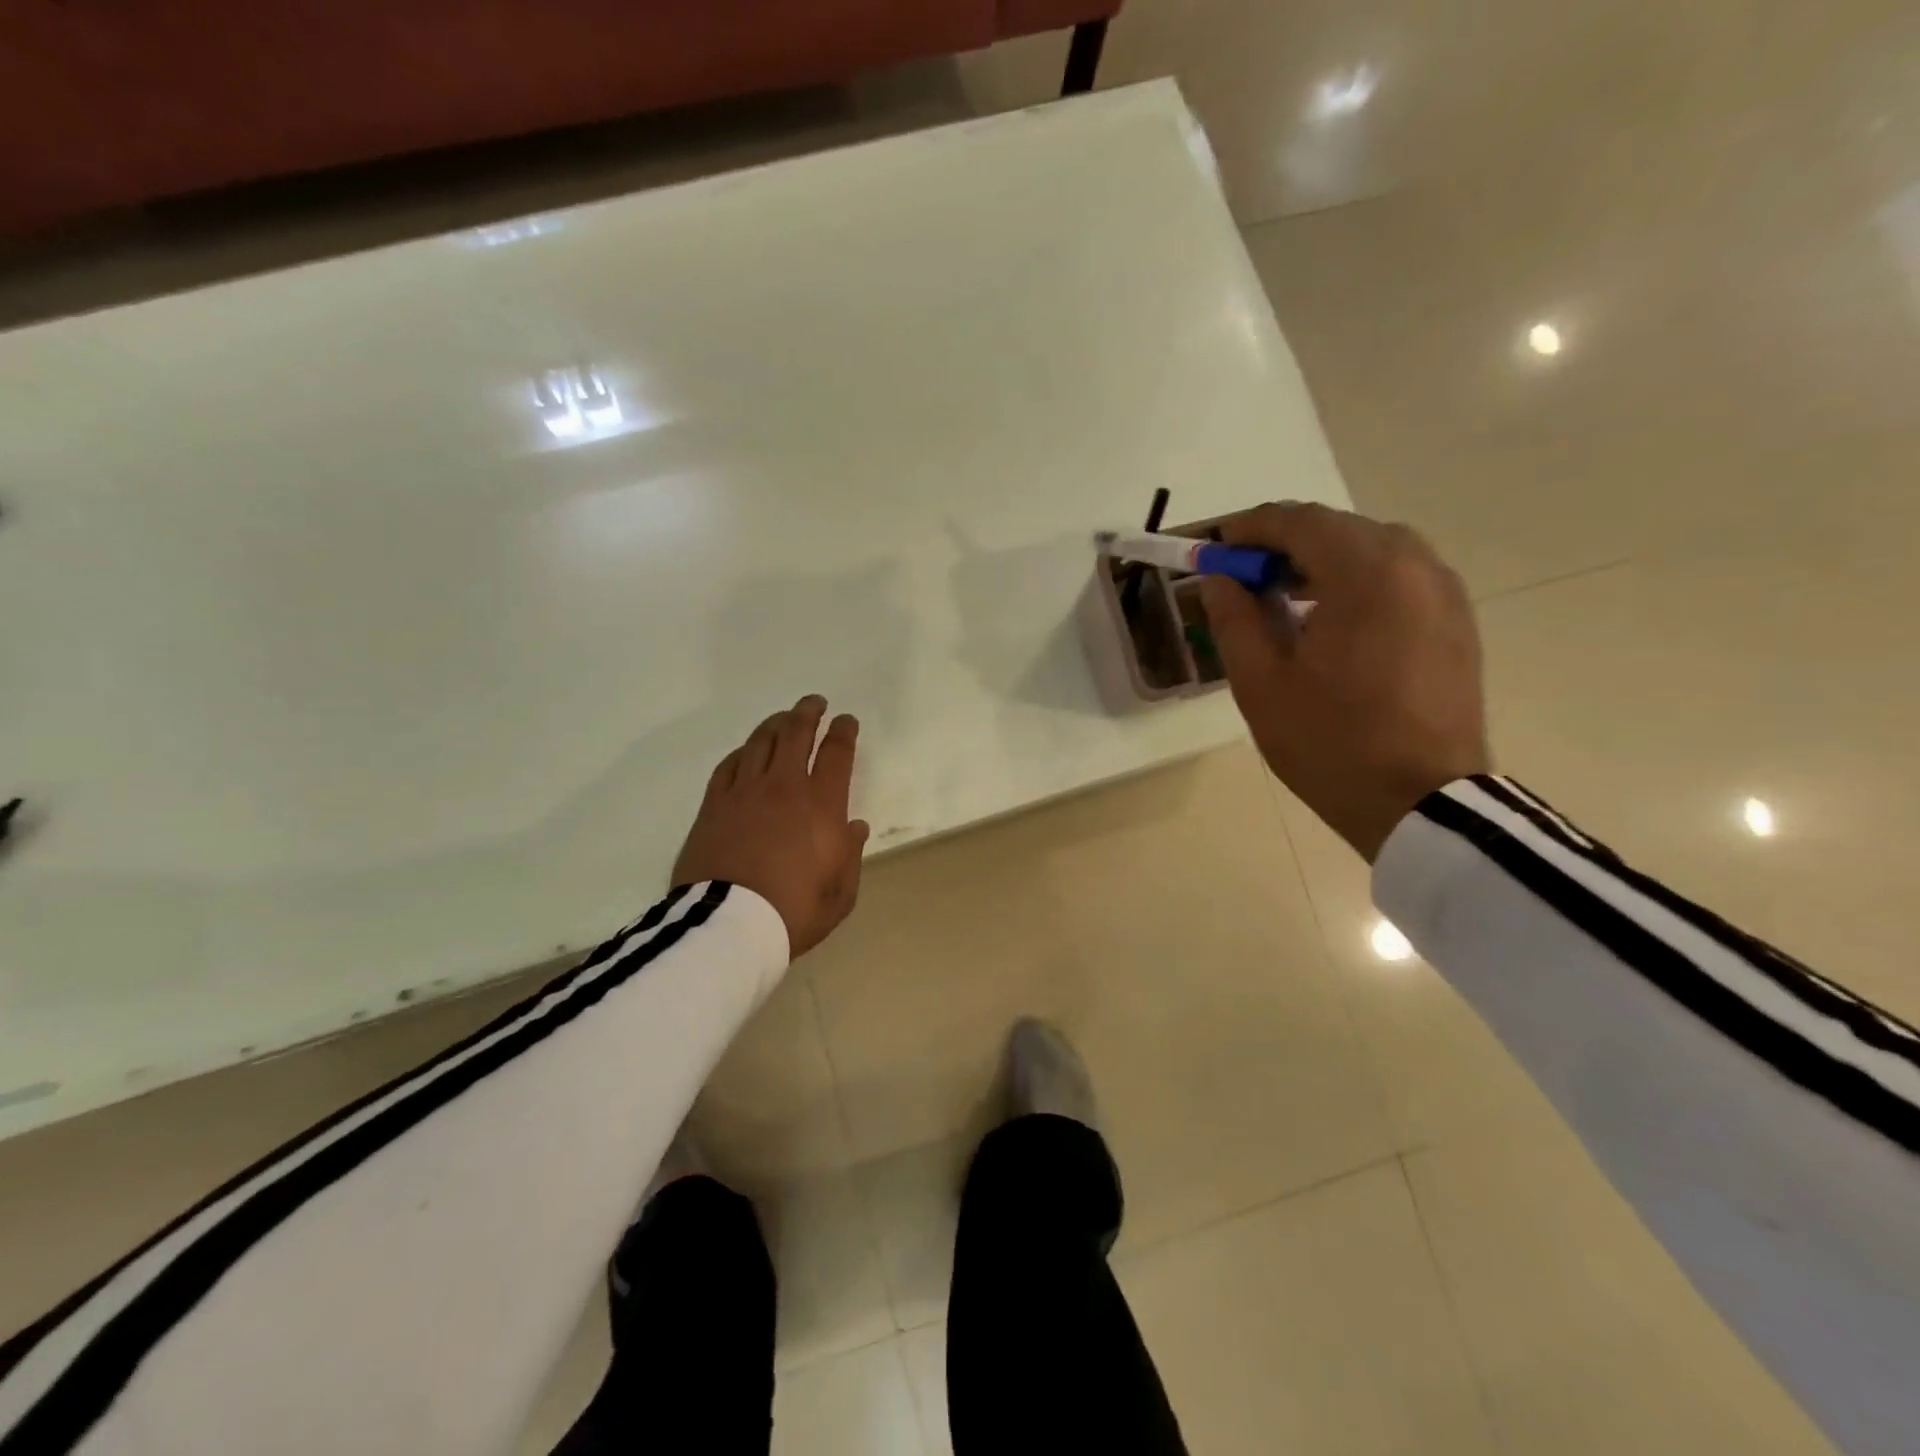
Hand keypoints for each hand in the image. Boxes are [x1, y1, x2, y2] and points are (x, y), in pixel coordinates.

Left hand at [672, 696, 870, 957]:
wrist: (729, 926)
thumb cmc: (793, 911)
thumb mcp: (840, 893)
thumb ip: (850, 856)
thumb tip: (854, 827)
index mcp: (821, 805)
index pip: (836, 754)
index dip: (843, 732)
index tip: (846, 721)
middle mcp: (784, 787)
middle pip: (796, 734)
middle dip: (808, 713)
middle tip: (814, 703)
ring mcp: (744, 793)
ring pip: (760, 742)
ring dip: (776, 724)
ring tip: (783, 718)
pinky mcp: (713, 806)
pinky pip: (729, 766)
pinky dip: (742, 752)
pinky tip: (746, 751)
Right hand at [1198, 503, 1490, 861]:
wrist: (1421, 802)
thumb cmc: (1330, 742)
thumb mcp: (1261, 683)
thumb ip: (1235, 618)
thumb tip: (1219, 578)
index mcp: (1366, 574)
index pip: (1300, 522)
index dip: (1251, 527)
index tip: (1217, 545)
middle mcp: (1415, 566)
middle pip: (1340, 529)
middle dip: (1286, 543)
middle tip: (1245, 576)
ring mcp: (1445, 593)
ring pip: (1375, 550)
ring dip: (1324, 561)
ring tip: (1284, 598)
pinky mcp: (1457, 622)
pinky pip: (1401, 578)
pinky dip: (1359, 581)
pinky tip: (1332, 621)